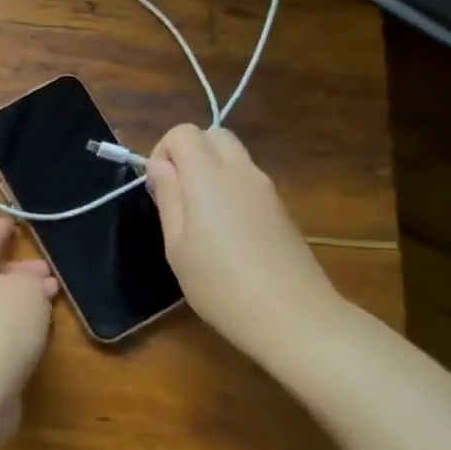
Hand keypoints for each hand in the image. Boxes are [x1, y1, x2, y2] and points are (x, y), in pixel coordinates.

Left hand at [0, 218, 57, 439]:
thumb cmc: (1, 324)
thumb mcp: (27, 290)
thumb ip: (32, 280)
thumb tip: (30, 283)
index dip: (4, 229)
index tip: (15, 221)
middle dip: (21, 270)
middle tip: (49, 270)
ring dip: (24, 298)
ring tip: (52, 295)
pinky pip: (0, 327)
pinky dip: (19, 323)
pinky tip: (40, 327)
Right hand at [145, 125, 344, 365]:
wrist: (293, 317)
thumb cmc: (220, 285)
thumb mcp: (177, 246)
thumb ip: (168, 198)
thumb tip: (158, 165)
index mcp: (208, 176)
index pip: (183, 132)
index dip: (163, 151)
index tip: (157, 188)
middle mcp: (240, 171)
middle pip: (213, 134)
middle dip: (189, 152)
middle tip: (177, 194)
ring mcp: (266, 188)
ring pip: (234, 155)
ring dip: (210, 169)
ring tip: (200, 217)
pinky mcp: (281, 207)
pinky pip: (249, 179)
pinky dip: (231, 187)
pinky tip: (227, 232)